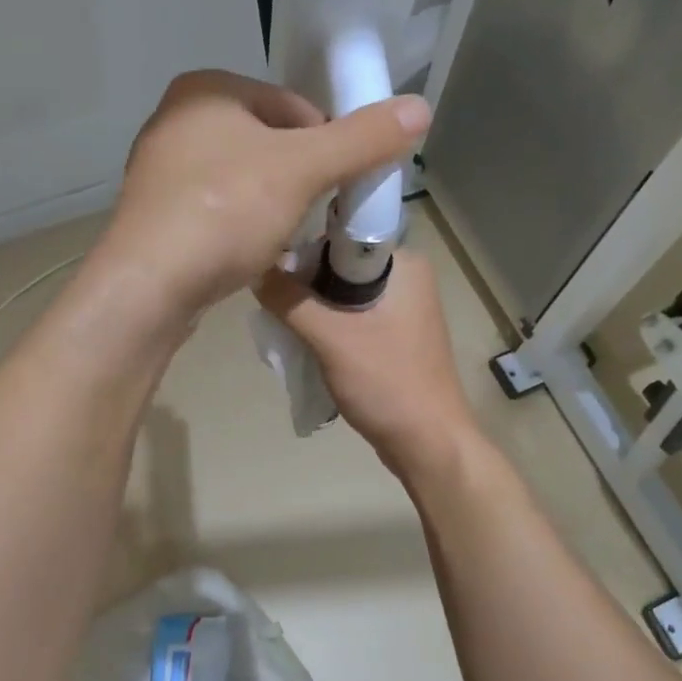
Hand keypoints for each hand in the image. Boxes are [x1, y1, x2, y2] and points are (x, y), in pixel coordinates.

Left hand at [94, 70, 429, 325]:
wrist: (147, 286)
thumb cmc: (225, 212)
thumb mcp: (303, 170)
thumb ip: (362, 139)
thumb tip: (421, 108)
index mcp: (206, 88)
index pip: (292, 106)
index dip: (326, 144)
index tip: (338, 186)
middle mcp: (176, 119)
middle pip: (267, 142)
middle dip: (297, 178)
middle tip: (312, 215)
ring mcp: (159, 169)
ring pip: (241, 178)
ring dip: (270, 204)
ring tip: (281, 238)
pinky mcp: (154, 213)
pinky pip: (214, 209)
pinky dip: (237, 225)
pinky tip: (245, 252)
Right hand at [254, 250, 477, 477]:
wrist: (428, 444)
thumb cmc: (387, 383)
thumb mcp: (331, 338)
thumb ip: (290, 301)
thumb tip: (254, 269)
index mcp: (404, 264)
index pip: (341, 237)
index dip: (303, 249)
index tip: (271, 270)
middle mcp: (406, 279)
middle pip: (338, 266)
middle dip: (304, 284)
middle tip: (274, 305)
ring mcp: (402, 310)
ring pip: (341, 296)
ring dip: (312, 310)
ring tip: (283, 326)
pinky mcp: (394, 338)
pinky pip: (351, 320)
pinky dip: (327, 329)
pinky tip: (304, 344)